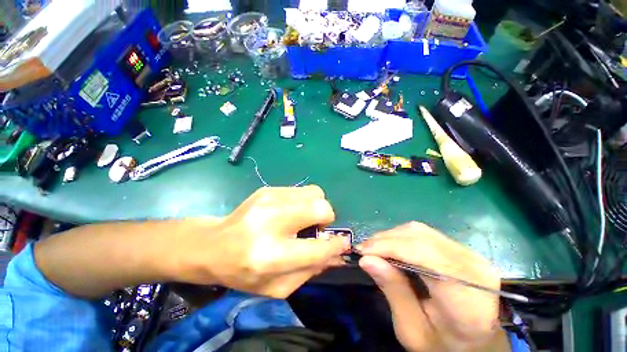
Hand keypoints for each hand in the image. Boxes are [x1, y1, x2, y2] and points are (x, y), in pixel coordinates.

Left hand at [177, 186, 349, 297]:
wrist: (212, 245)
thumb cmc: (242, 272)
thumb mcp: (276, 287)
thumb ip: (310, 271)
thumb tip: (336, 254)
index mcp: (270, 256)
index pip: (318, 248)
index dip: (337, 245)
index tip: (343, 243)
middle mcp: (271, 222)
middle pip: (320, 208)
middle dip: (327, 218)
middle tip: (318, 227)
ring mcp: (269, 200)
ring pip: (314, 193)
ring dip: (316, 207)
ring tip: (303, 218)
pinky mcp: (267, 190)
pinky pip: (301, 190)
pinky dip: (304, 201)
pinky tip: (291, 211)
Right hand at [358, 222, 504, 351]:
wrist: (477, 342)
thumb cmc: (444, 344)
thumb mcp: (412, 330)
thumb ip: (393, 291)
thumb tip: (366, 259)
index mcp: (467, 298)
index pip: (424, 255)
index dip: (389, 247)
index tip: (363, 252)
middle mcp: (473, 267)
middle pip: (420, 238)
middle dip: (386, 240)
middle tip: (365, 250)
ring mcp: (470, 254)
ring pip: (420, 231)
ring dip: (392, 237)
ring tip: (375, 248)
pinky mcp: (462, 248)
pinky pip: (424, 233)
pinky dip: (402, 237)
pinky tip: (391, 247)